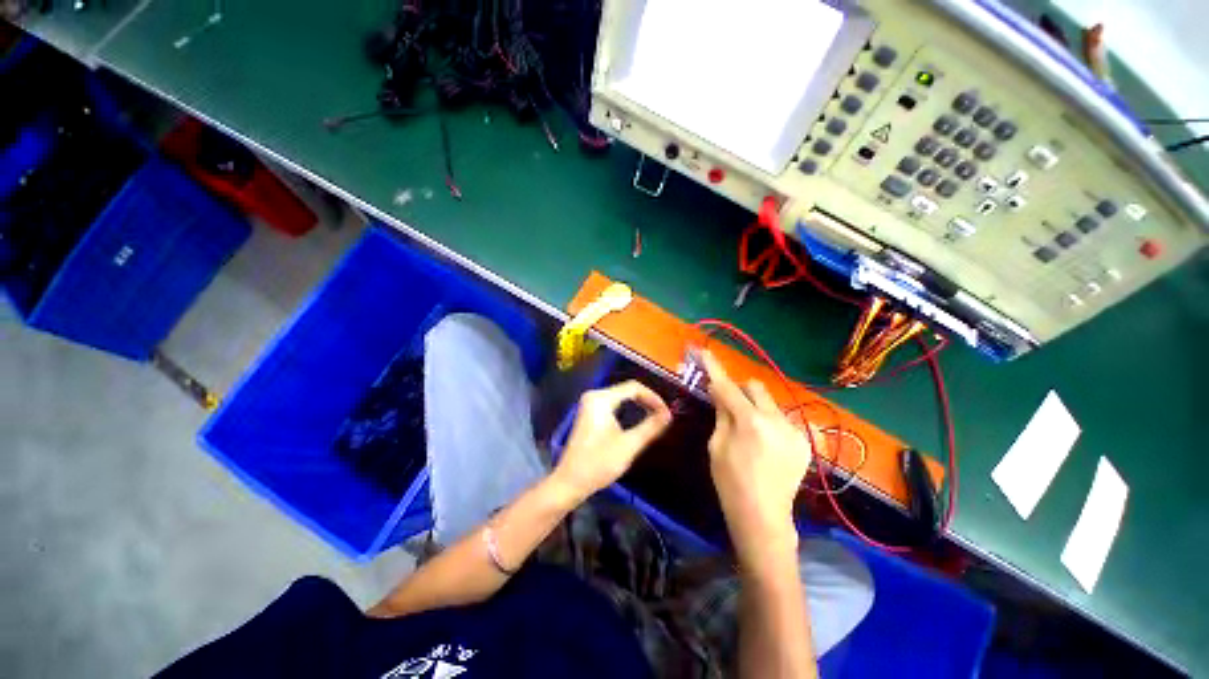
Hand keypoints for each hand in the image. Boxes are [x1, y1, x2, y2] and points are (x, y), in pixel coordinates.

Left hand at [552, 380, 672, 503]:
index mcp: (601, 399)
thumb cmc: (599, 463)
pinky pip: (614, 404)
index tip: (667, 413)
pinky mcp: (590, 413)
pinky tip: (638, 420)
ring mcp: (590, 404)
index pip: (634, 387)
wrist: (570, 482)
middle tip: (663, 416)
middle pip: (627, 390)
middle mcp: (594, 396)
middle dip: (647, 401)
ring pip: (621, 397)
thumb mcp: (629, 445)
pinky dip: (628, 410)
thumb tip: (668, 414)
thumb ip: (650, 427)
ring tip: (655, 417)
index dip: (653, 398)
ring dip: (639, 405)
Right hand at [700, 350, 811, 562]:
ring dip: (756, 407)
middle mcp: (776, 419)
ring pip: (770, 403)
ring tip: (750, 430)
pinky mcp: (805, 441)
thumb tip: (718, 389)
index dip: (715, 368)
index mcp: (750, 422)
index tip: (705, 352)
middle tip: (729, 404)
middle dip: (740, 390)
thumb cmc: (730, 481)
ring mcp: (794, 430)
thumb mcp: (716, 445)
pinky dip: (769, 422)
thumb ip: (721, 413)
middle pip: (755, 387)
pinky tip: (765, 443)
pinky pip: (782, 419)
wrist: (763, 516)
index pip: (727, 386)